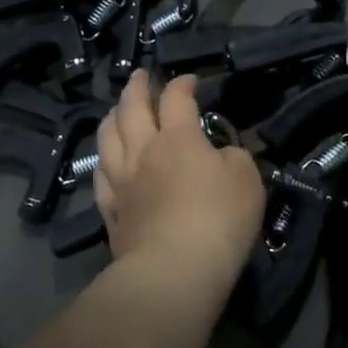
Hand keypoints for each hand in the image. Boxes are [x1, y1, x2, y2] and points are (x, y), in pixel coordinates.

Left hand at [93, 71, 265, 287]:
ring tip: (117, 109)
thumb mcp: (247, 180)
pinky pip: (100, 176)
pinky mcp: (110, 211)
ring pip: (108, 136)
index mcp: (178, 138)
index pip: (176, 97)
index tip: (190, 80)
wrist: (173, 271)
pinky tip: (106, 160)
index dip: (182, 83)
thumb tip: (222, 153)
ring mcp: (121, 180)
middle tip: (140, 75)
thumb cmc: (217, 220)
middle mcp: (144, 150)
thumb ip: (235, 157)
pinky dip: (103, 160)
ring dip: (113, 116)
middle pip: (132, 108)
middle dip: (137, 87)